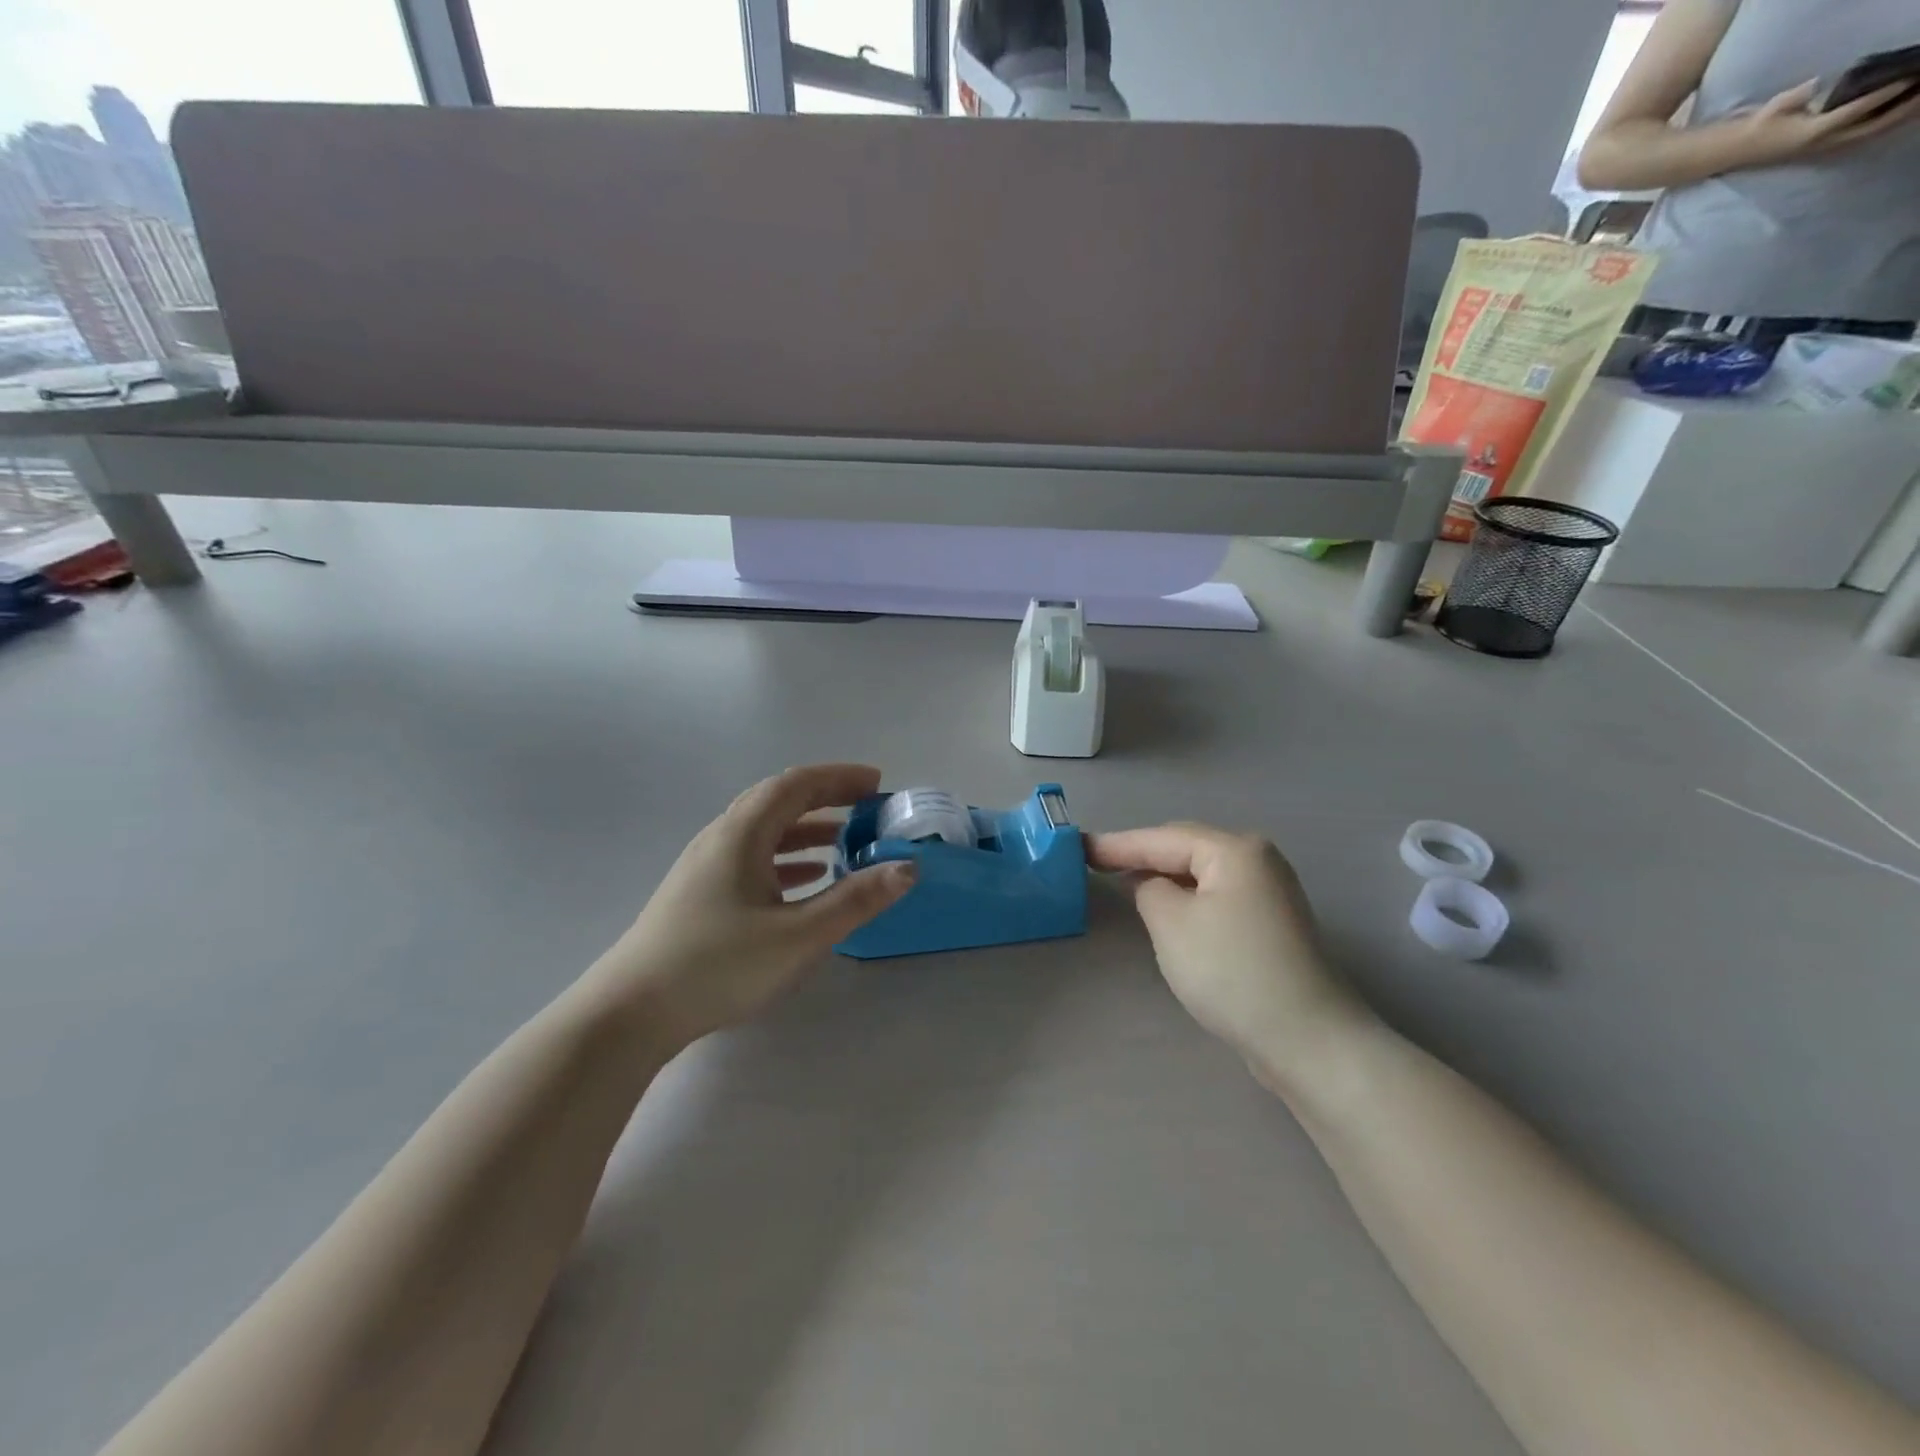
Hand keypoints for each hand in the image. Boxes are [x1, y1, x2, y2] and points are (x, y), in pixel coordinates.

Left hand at [590, 765, 914, 1046]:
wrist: (629, 1014)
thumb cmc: (718, 965)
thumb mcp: (799, 935)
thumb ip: (856, 900)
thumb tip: (907, 867)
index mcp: (742, 834)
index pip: (797, 785)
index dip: (839, 778)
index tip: (878, 784)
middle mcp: (721, 838)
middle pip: (779, 801)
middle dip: (826, 798)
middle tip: (867, 806)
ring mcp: (706, 867)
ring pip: (765, 831)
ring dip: (807, 829)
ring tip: (846, 841)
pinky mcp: (700, 895)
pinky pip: (753, 858)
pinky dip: (787, 858)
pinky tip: (807, 881)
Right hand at [1088, 823, 1365, 1085]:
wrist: (1307, 1039)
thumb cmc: (1231, 972)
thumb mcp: (1171, 924)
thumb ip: (1148, 889)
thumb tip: (1149, 884)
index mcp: (1235, 850)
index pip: (1162, 838)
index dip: (1117, 844)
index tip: (1078, 847)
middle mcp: (1258, 859)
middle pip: (1185, 848)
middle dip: (1141, 855)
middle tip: (1096, 862)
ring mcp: (1270, 891)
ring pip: (1201, 873)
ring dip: (1164, 877)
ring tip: (1123, 880)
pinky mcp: (1272, 923)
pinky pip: (1216, 896)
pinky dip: (1187, 898)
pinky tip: (1167, 909)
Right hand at [1729, 78, 1919, 169]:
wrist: (1733, 151)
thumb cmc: (1754, 127)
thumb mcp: (1776, 107)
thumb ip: (1800, 95)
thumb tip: (1820, 84)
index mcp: (1812, 133)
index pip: (1858, 110)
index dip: (1886, 93)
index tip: (1910, 76)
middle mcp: (1822, 143)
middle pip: (1873, 126)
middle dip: (1903, 108)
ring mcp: (1822, 148)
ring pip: (1870, 134)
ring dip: (1898, 118)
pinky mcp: (1822, 149)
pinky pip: (1861, 137)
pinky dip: (1882, 126)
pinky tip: (1897, 114)